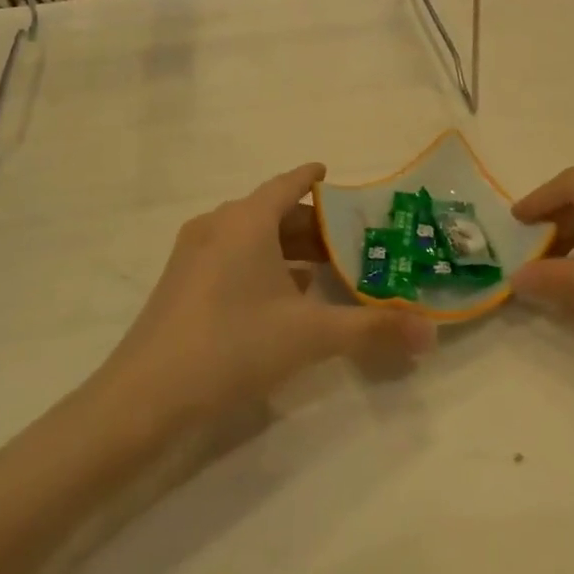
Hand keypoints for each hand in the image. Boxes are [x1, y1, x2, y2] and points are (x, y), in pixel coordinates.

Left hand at [101, 164, 435, 425]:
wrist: (142, 399)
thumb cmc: (232, 345)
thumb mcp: (310, 335)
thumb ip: (372, 329)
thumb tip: (431, 333)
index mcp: (246, 220)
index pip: (288, 183)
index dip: (312, 178)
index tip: (333, 174)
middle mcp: (218, 225)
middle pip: (271, 211)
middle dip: (309, 224)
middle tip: (346, 239)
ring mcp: (193, 254)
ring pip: (250, 237)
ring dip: (285, 248)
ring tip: (322, 271)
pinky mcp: (179, 284)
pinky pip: (230, 257)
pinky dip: (260, 266)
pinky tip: (280, 298)